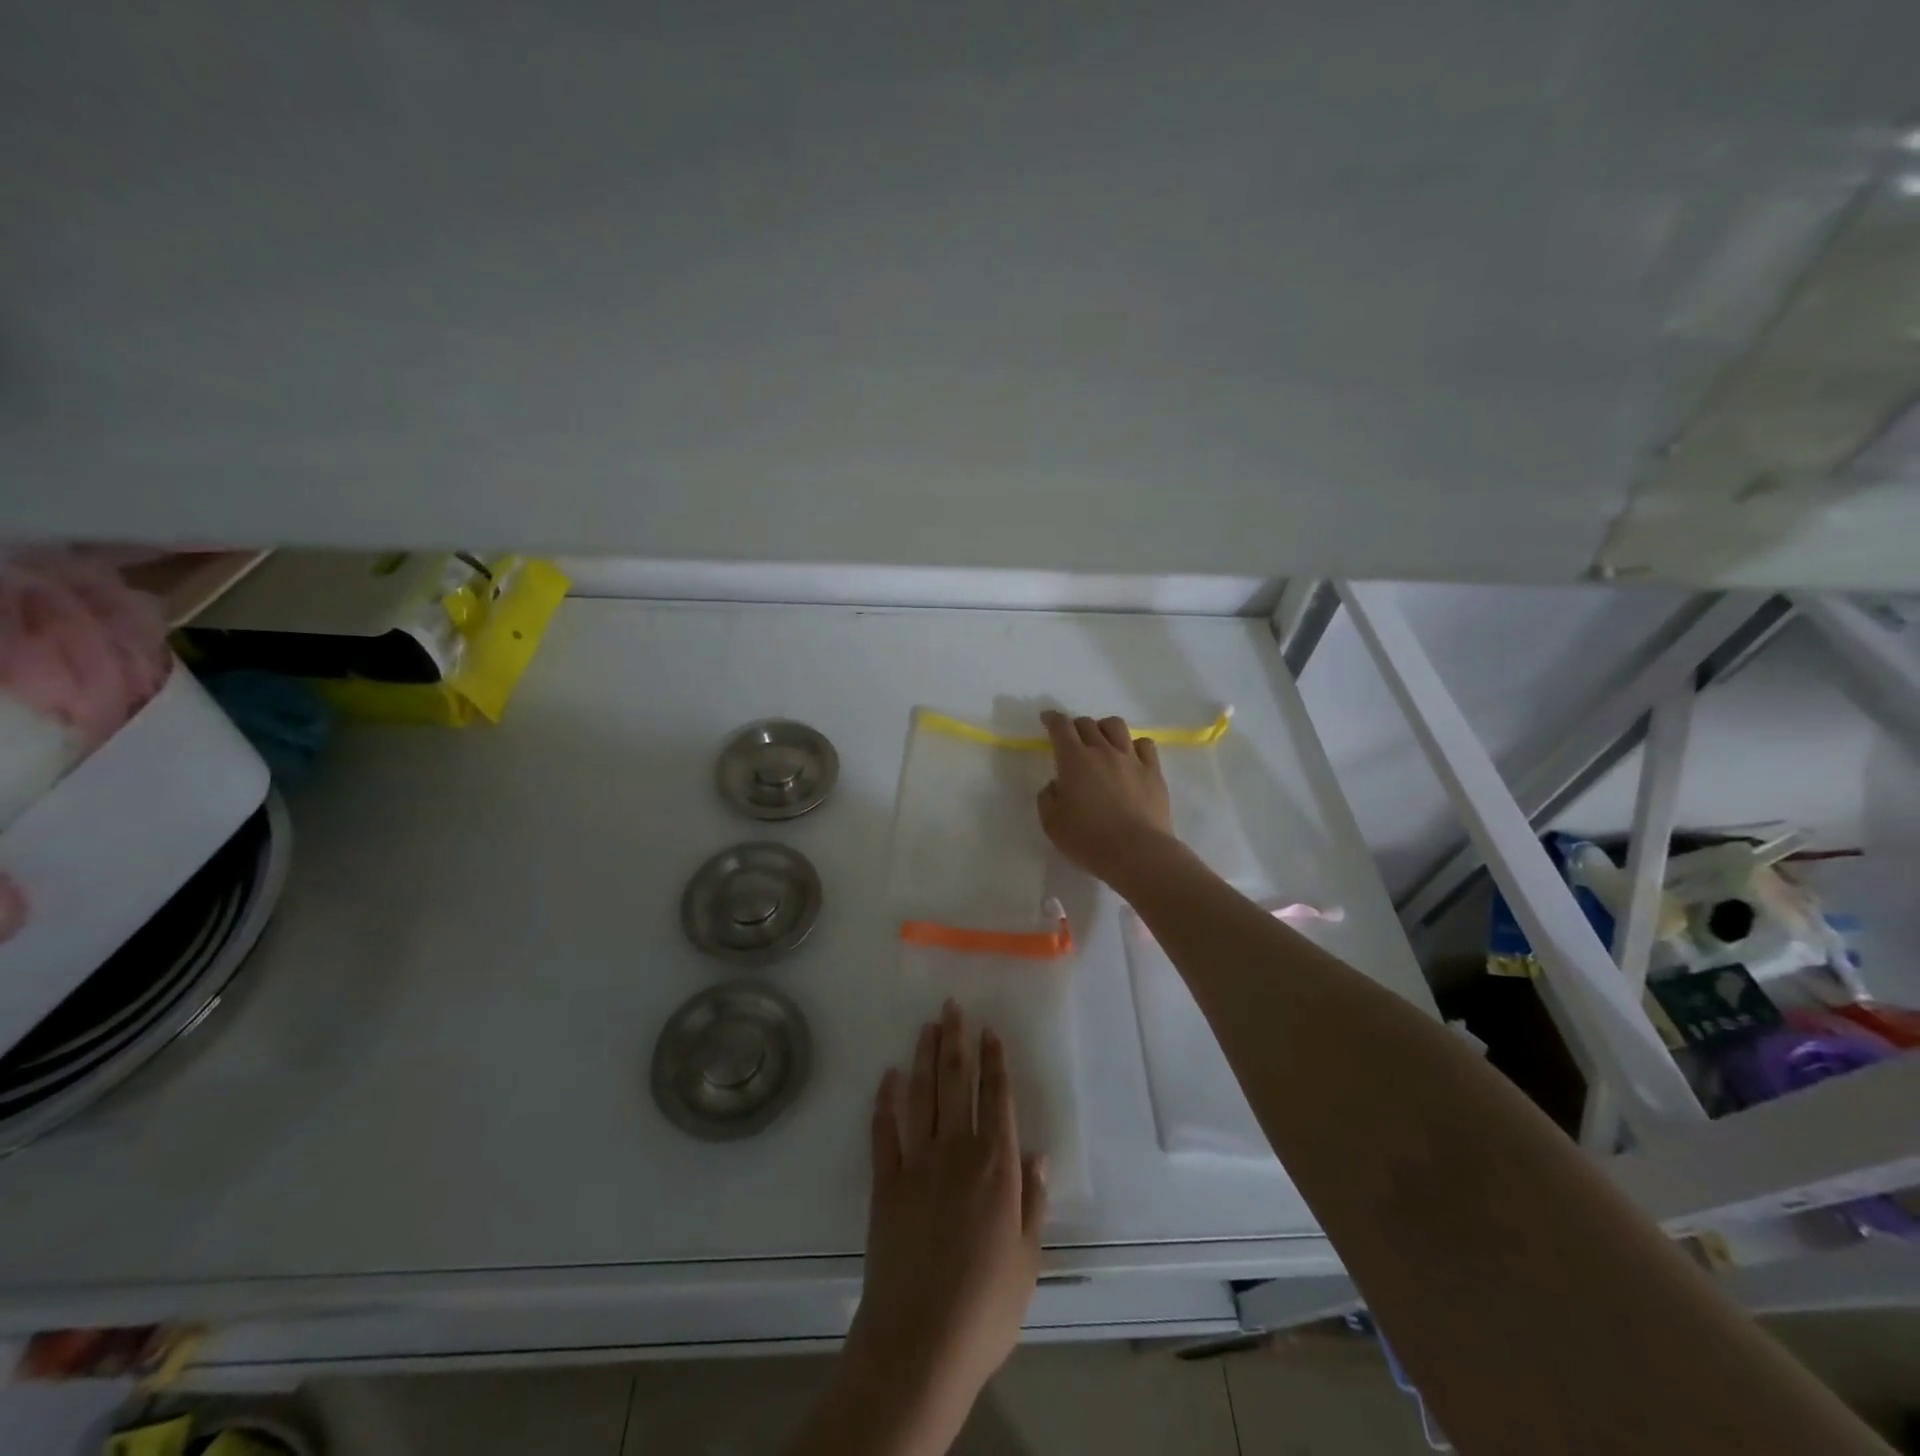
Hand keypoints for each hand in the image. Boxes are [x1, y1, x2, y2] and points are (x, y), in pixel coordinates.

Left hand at [844, 1002, 1046, 1437]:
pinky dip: (885, 1101)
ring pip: (921, 1095)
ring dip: (923, 1057)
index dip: (994, 1061)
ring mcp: (916, 1163)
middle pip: (955, 1082)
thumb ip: (1032, 1201)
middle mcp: (956, 1151)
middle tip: (952, 1007)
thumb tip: (1037, 1154)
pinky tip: (887, 1077)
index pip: (996, 1098)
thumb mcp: (1027, 1258)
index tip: (989, 1030)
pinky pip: (884, 1131)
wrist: (920, 1341)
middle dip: (955, 1041)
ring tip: (927, 1026)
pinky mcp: (884, 1182)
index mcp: (996, 1166)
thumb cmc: (985, 1306)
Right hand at [1037, 710, 1177, 887]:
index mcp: (1074, 760)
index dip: (1052, 719)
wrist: (1137, 853)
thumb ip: (1048, 798)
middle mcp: (1103, 751)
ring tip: (1102, 741)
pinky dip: (1133, 744)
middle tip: (1072, 740)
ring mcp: (1131, 759)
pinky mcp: (1153, 771)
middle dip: (1075, 726)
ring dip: (1104, 728)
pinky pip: (1145, 744)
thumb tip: (1056, 785)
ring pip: (1116, 726)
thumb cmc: (1088, 840)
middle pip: (1087, 723)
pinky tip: (1130, 756)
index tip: (1047, 718)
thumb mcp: (1052, 824)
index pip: (1061, 727)